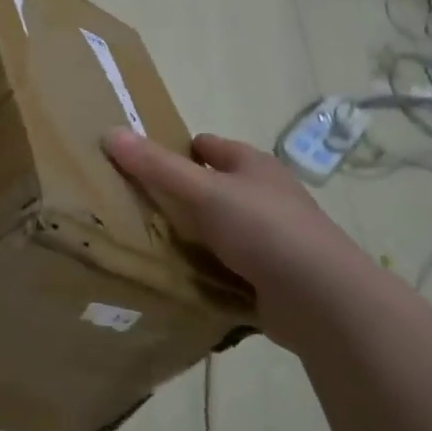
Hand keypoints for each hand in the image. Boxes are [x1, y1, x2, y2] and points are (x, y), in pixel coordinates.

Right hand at [103, 130, 358, 301]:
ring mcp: (270, 238)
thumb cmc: (263, 229)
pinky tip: (180, 279)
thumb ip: (157, 166)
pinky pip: (227, 266)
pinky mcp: (270, 276)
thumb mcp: (204, 191)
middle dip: (179, 196)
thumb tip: (110, 132)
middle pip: (212, 188)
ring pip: (219, 228)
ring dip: (192, 236)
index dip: (177, 150)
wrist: (321, 298)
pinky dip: (206, 269)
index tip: (140, 165)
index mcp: (253, 166)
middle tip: (134, 207)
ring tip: (148, 244)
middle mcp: (264, 196)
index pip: (208, 147)